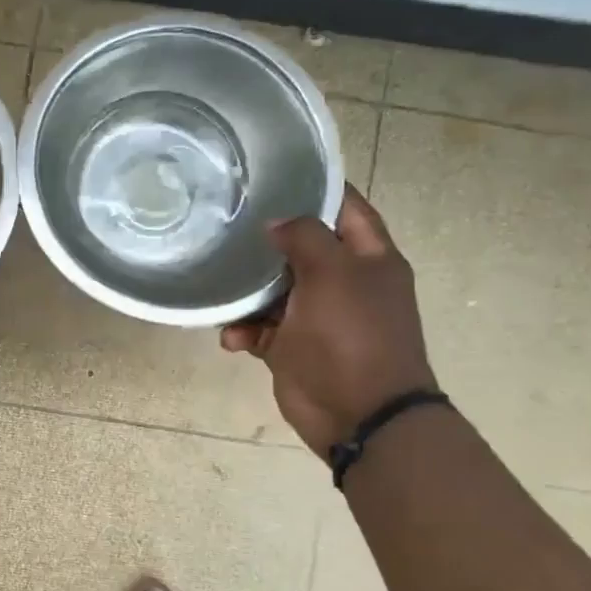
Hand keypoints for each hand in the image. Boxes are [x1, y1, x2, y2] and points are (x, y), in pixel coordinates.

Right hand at [220, 186, 436, 459]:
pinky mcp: (293, 347)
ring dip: (246, 293)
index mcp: (368, 258)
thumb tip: (277, 223)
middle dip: (267, 240)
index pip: (346, 207)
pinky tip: (231, 338)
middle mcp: (345, 282)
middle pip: (302, 248)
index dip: (316, 187)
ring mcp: (317, 316)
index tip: (274, 174)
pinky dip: (244, 331)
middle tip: (228, 223)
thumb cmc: (351, 336)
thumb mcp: (332, 274)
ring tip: (221, 289)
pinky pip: (261, 329)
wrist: (359, 415)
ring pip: (274, 289)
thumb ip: (305, 237)